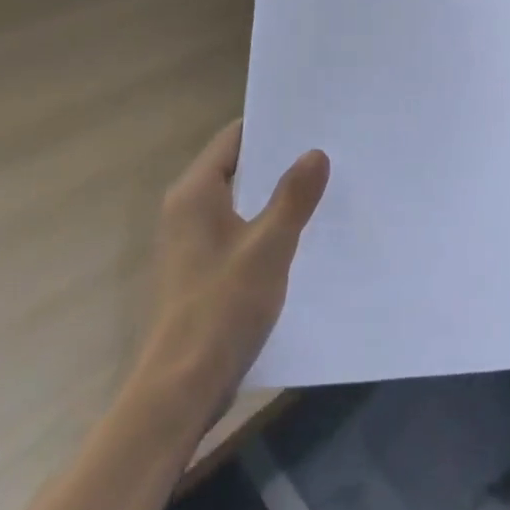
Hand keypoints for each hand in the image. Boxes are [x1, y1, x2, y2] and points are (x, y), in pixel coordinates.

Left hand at [137, 122, 328, 418]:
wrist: (181, 389)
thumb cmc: (222, 308)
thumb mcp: (268, 247)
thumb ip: (293, 197)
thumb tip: (316, 153)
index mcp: (195, 193)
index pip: (233, 138)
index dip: (271, 126)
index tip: (312, 119)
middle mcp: (187, 209)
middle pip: (237, 166)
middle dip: (279, 159)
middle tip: (327, 149)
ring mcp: (191, 241)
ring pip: (239, 200)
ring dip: (274, 193)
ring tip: (322, 184)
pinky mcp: (201, 269)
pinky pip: (238, 229)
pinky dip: (265, 223)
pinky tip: (301, 232)